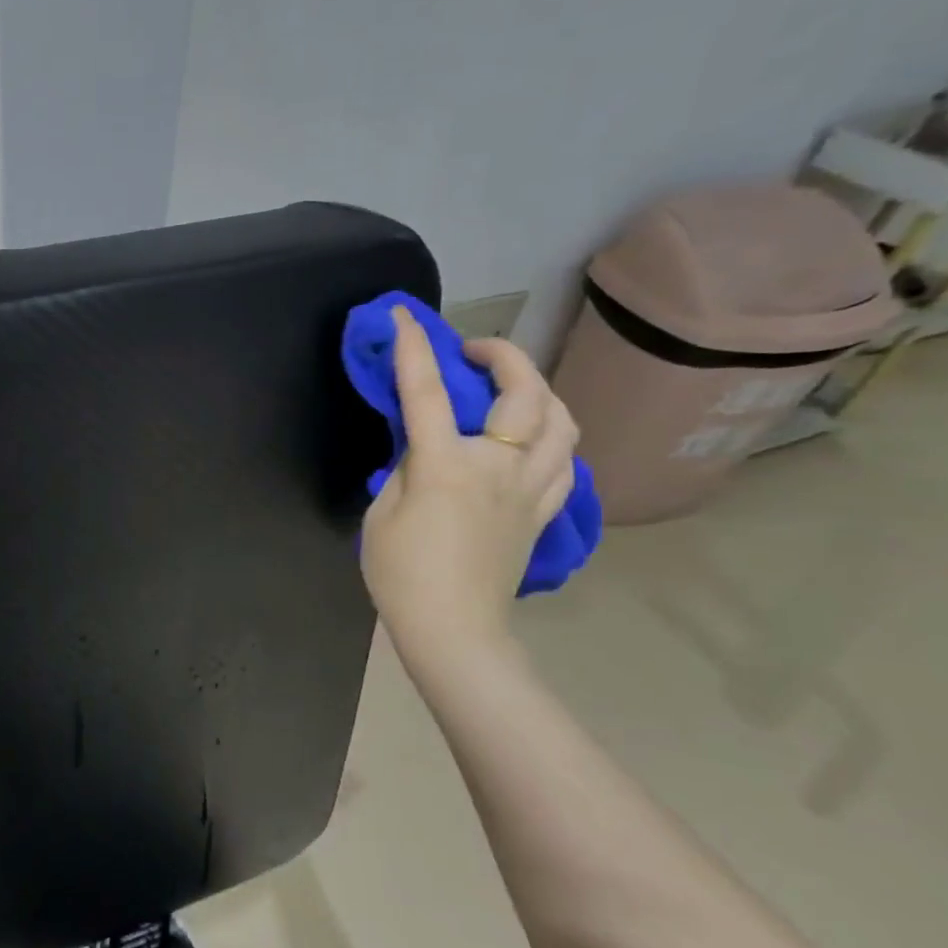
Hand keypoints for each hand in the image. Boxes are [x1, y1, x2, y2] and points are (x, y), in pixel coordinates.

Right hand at [361, 308, 576, 670]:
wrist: (453, 629)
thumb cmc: (401, 574)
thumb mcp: (380, 513)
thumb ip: (404, 468)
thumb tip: (423, 445)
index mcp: (446, 466)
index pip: (427, 392)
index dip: (414, 349)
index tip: (404, 318)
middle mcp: (498, 466)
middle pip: (524, 393)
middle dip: (502, 355)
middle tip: (474, 351)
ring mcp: (531, 489)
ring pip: (562, 420)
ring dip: (538, 390)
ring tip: (512, 389)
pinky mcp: (545, 511)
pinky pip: (566, 460)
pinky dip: (552, 436)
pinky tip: (531, 439)